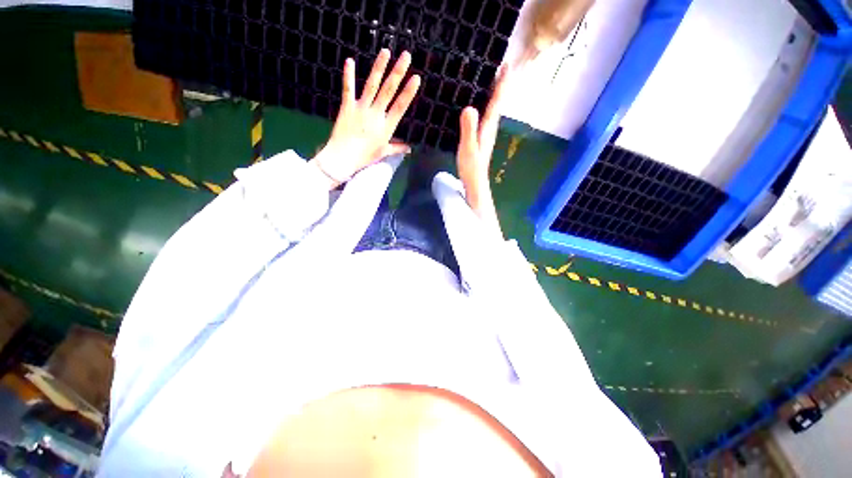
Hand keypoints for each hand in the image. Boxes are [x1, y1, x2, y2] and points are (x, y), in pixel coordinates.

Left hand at [311, 49, 420, 186]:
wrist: (343, 157)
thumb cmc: (365, 157)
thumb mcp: (384, 153)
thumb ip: (397, 148)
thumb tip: (410, 149)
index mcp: (386, 127)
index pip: (400, 106)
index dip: (408, 92)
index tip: (416, 78)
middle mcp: (376, 114)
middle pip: (389, 90)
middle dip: (398, 72)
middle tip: (406, 55)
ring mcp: (361, 108)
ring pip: (372, 85)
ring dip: (379, 67)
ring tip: (385, 51)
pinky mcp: (347, 106)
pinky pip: (348, 88)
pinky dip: (348, 75)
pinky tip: (349, 60)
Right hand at [457, 64, 511, 236]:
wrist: (474, 182)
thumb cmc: (472, 167)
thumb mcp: (468, 147)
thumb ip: (468, 128)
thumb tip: (469, 107)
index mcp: (488, 127)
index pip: (497, 101)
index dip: (502, 84)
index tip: (506, 65)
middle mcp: (490, 127)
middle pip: (497, 102)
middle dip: (500, 85)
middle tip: (499, 66)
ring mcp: (486, 133)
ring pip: (492, 109)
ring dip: (494, 94)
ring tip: (490, 80)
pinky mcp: (481, 138)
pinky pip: (484, 116)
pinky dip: (485, 106)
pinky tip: (478, 105)